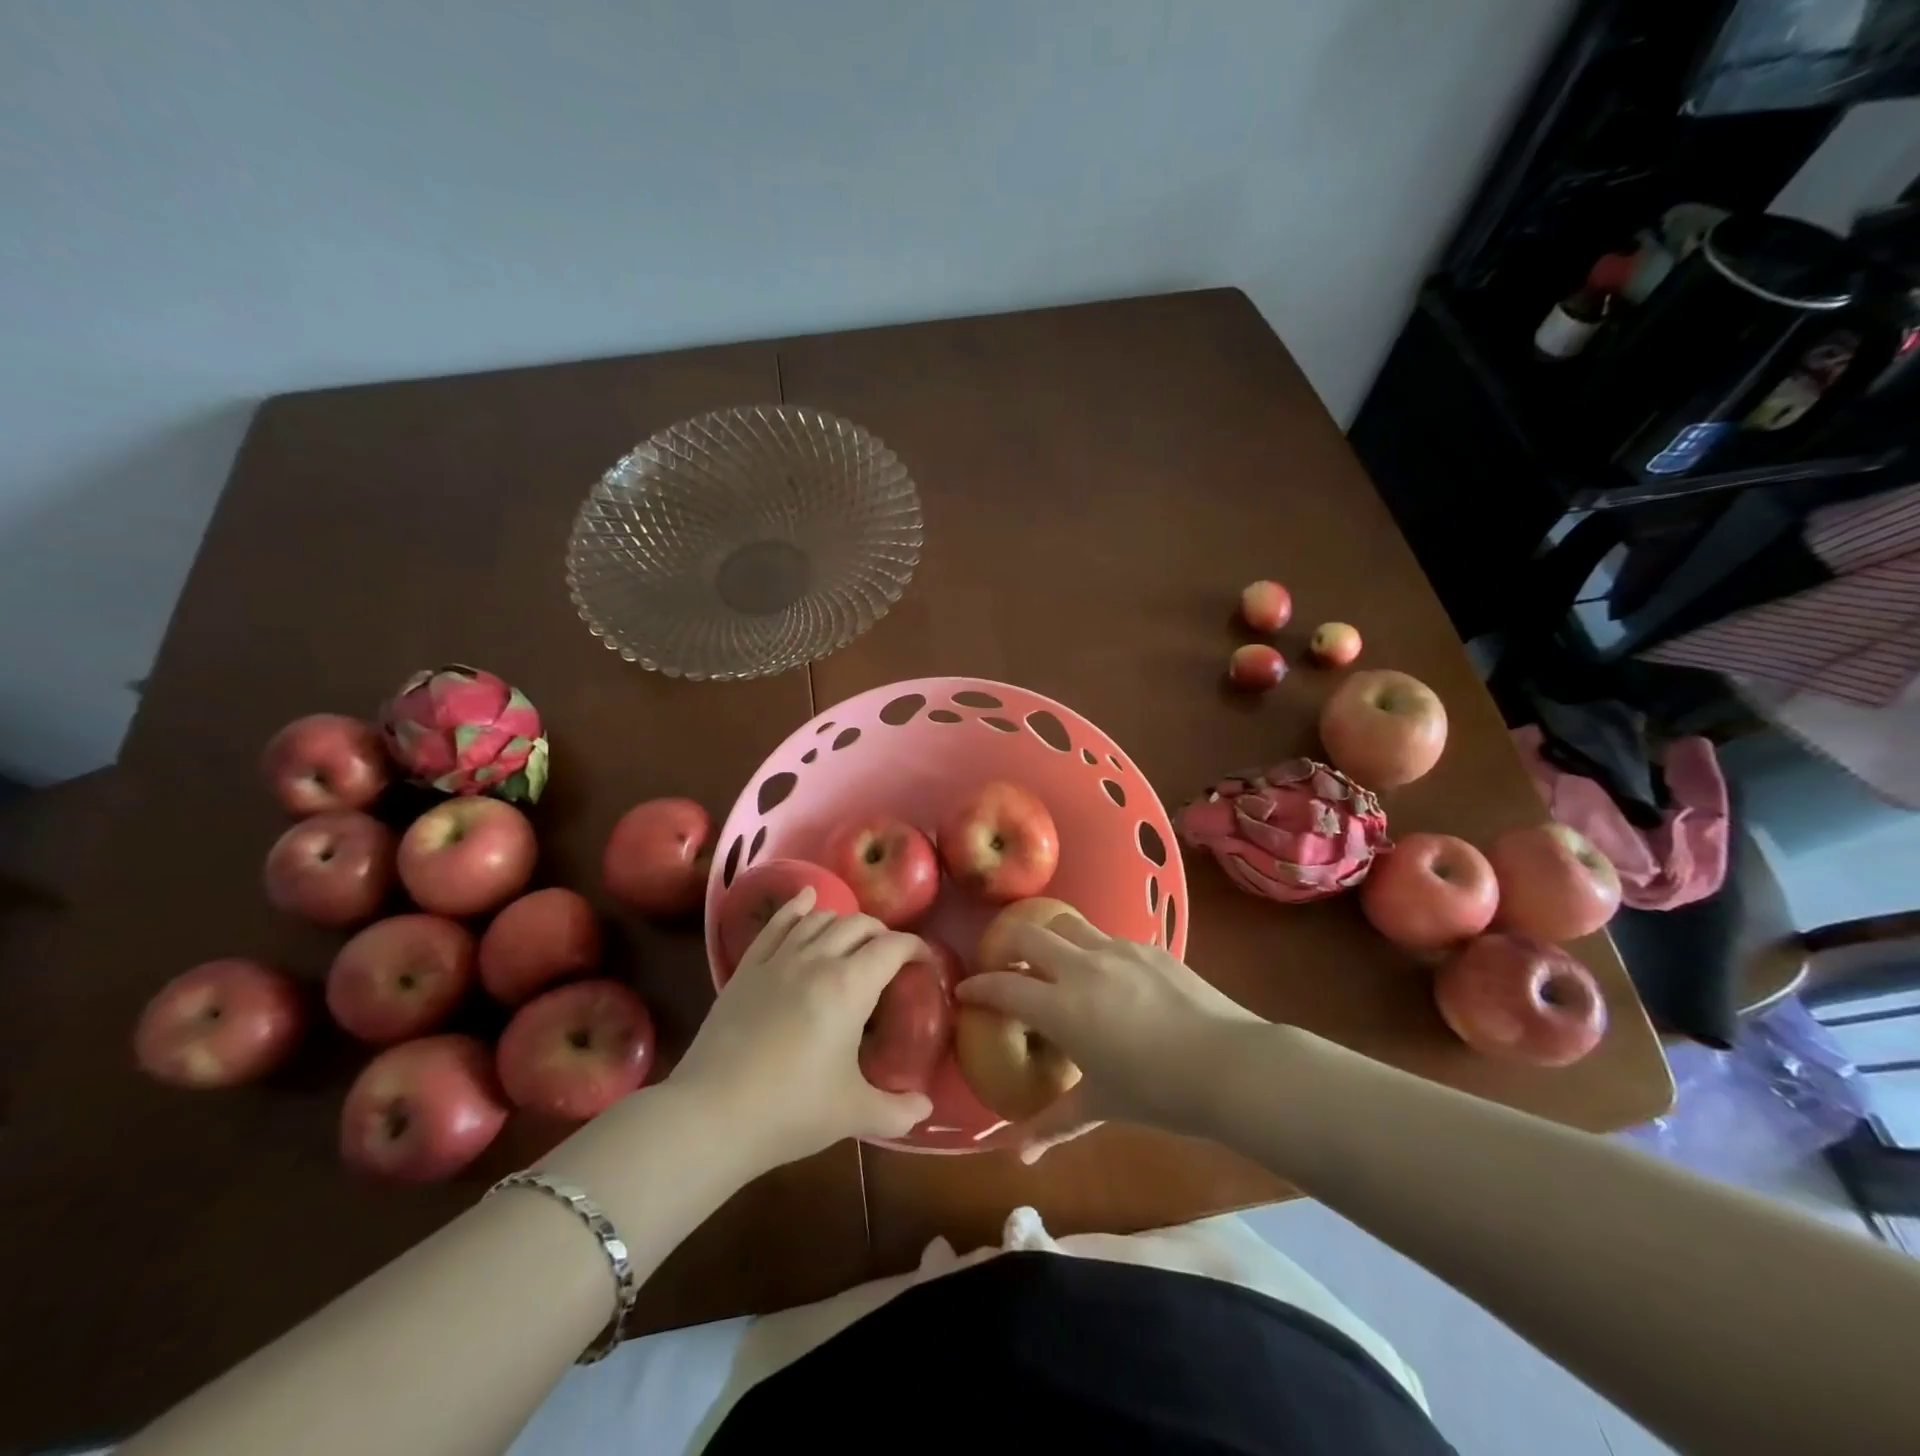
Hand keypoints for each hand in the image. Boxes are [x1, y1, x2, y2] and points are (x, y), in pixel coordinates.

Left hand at [670, 888, 933, 1168]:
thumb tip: (925, 1108)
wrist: (711, 1115)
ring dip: (844, 922)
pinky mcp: (746, 968)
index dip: (916, 947)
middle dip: (882, 934)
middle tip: (891, 959)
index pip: (893, 946)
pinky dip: (796, 907)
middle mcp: (817, 959)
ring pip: (820, 919)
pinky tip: (806, 899)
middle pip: (859, 924)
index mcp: (850, 986)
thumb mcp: (853, 1114)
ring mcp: (778, 959)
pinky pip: (776, 924)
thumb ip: (897, 1110)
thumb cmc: (790, 1111)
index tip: (925, 962)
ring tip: (853, 939)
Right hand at [957, 915, 1263, 1161]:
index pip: (1004, 985)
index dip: (978, 987)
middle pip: (1028, 935)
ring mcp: (1117, 949)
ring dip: (1050, 937)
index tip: (965, 990)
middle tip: (1002, 963)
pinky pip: (1107, 938)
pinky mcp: (1148, 946)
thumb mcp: (1101, 1106)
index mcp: (1062, 1006)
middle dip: (1005, 943)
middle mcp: (1082, 966)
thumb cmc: (1158, 1092)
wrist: (1230, 1065)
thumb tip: (1016, 1155)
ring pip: (1067, 924)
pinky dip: (1092, 949)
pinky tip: (1106, 975)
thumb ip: (1053, 1124)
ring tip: (1052, 960)